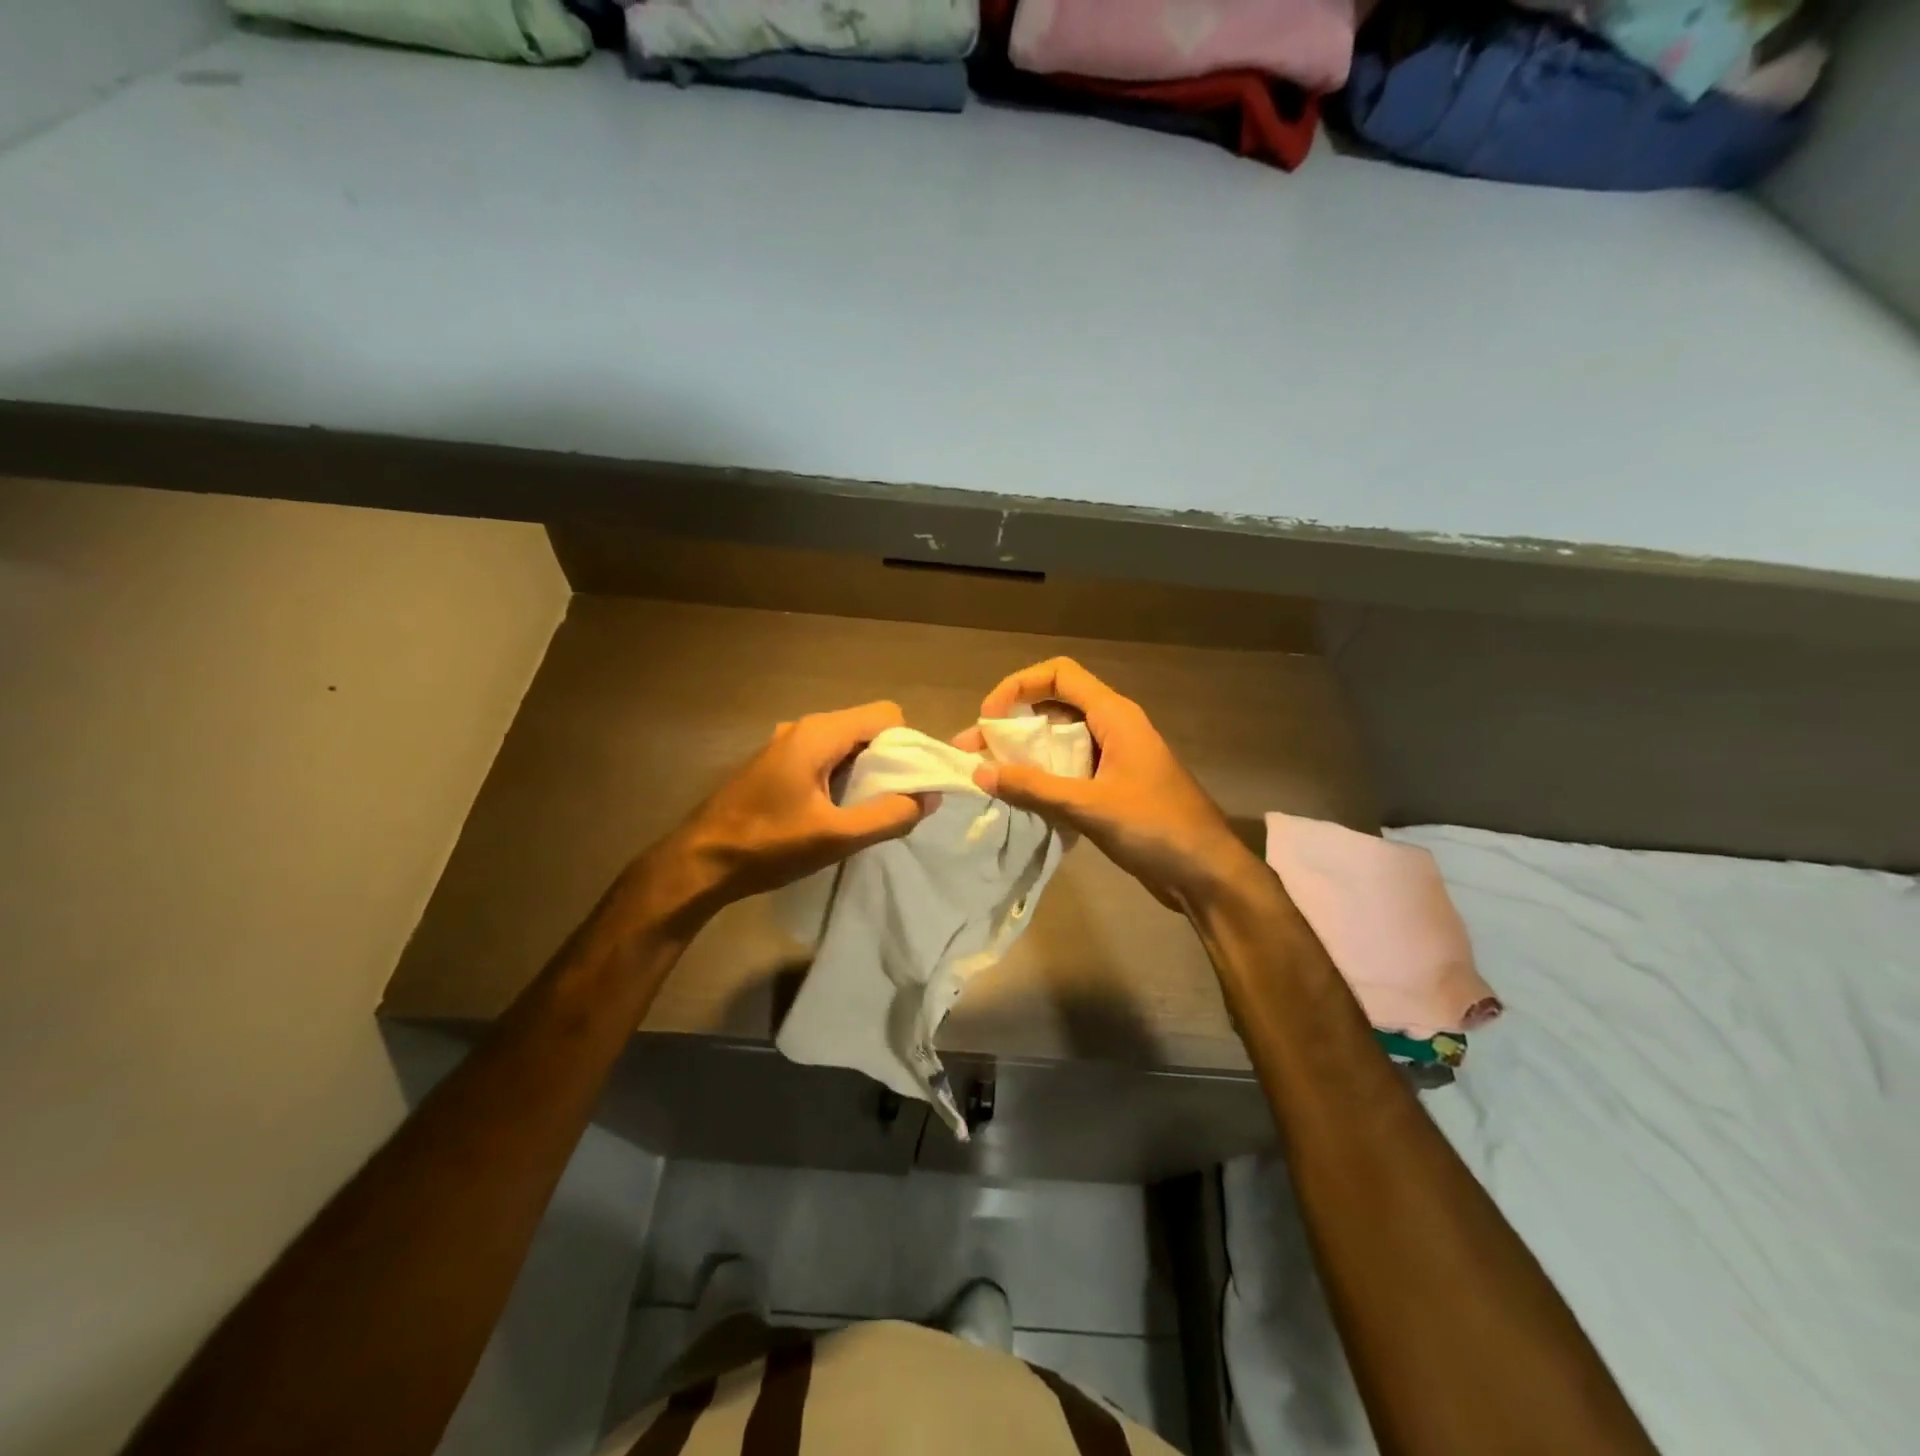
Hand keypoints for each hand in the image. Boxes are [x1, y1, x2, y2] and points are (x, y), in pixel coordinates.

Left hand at [640, 701, 930, 924]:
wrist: (699, 862)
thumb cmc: (767, 846)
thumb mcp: (836, 837)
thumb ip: (889, 815)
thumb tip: (928, 798)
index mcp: (818, 733)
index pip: (887, 714)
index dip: (908, 745)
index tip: (912, 783)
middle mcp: (804, 727)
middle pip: (867, 727)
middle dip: (889, 760)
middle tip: (892, 802)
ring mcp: (787, 743)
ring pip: (847, 744)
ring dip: (865, 772)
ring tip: (866, 811)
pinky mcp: (778, 763)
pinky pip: (826, 757)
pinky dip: (842, 777)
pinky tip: (835, 812)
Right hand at [968, 658, 1262, 915]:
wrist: (1206, 872)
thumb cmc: (1156, 828)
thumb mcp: (1090, 806)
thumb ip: (1034, 788)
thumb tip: (980, 773)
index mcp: (1114, 715)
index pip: (1059, 674)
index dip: (1018, 686)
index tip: (989, 718)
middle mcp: (1112, 727)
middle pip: (1053, 707)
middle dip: (1011, 725)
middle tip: (972, 752)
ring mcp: (1114, 757)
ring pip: (1059, 741)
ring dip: (1023, 754)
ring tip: (986, 776)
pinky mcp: (1112, 786)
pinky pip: (1068, 769)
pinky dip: (1041, 776)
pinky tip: (1017, 797)